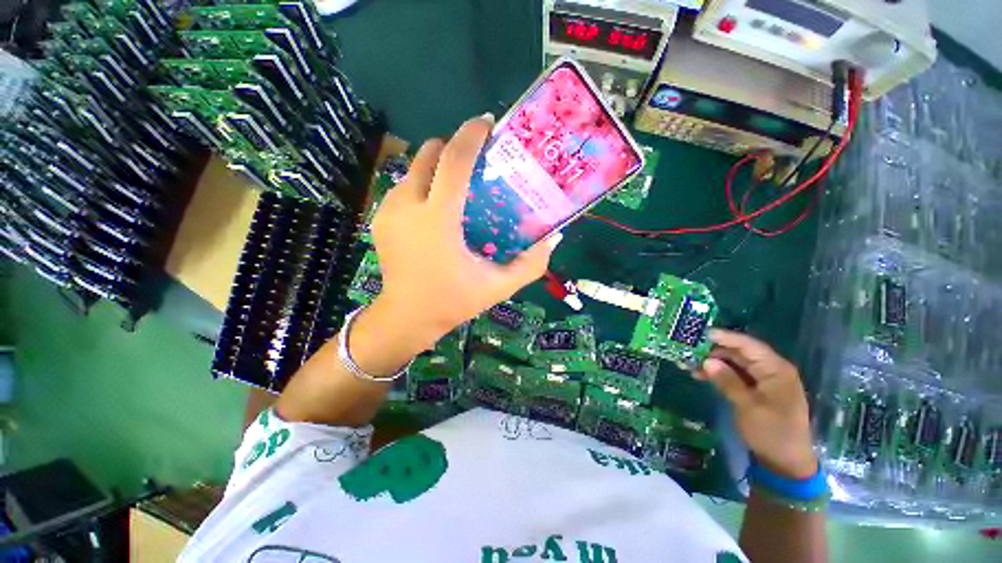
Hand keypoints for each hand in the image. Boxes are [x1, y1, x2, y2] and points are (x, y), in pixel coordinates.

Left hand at [369, 114, 559, 347]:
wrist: (406, 317)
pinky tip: (437, 209)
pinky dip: (424, 185)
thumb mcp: (499, 286)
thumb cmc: (453, 301)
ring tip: (458, 186)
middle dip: (452, 146)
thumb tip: (554, 237)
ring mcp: (388, 210)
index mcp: (437, 220)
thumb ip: (530, 264)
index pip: (453, 161)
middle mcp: (407, 206)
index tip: (487, 123)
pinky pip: (404, 187)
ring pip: (414, 168)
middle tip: (475, 161)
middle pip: (428, 153)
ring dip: (438, 167)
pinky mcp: (379, 218)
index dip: (471, 135)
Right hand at [695, 329, 816, 478]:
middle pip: (740, 353)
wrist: (785, 463)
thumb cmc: (771, 433)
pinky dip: (719, 374)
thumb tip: (707, 361)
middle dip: (714, 351)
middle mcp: (771, 370)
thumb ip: (728, 381)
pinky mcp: (757, 390)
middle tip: (689, 350)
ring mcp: (765, 380)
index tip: (700, 333)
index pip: (748, 346)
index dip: (725, 337)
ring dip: (714, 363)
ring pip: (735, 363)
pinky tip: (701, 375)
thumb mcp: (748, 407)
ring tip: (689, 364)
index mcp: (776, 370)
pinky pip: (736, 375)